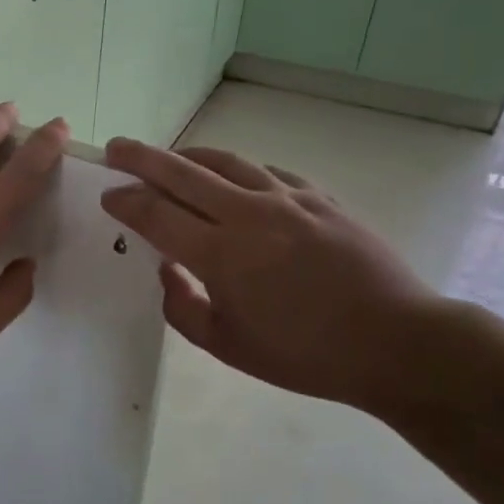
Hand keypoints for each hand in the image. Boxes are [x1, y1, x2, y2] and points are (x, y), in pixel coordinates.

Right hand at [100, 138, 449, 418]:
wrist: (396, 342)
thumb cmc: (306, 355)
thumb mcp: (228, 347)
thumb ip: (183, 308)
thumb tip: (168, 271)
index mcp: (222, 255)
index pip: (157, 214)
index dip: (126, 202)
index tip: (108, 196)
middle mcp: (249, 215)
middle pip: (182, 173)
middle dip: (142, 158)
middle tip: (116, 147)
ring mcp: (288, 200)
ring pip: (226, 162)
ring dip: (188, 156)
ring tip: (170, 159)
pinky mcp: (319, 197)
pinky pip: (266, 172)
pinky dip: (238, 171)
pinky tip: (234, 180)